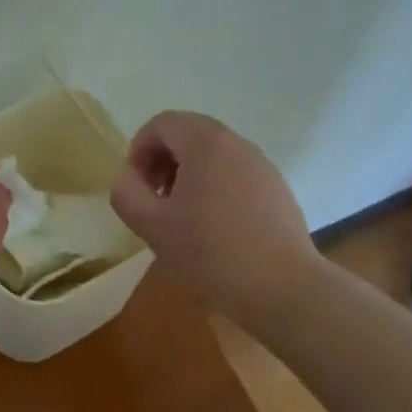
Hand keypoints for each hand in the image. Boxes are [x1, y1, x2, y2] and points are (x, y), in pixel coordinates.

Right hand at [111, 111, 321, 324]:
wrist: (284, 288)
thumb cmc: (212, 253)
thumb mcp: (152, 226)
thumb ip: (127, 193)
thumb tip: (129, 178)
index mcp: (204, 143)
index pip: (162, 123)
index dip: (139, 149)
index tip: (137, 186)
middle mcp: (235, 143)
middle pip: (187, 131)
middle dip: (163, 157)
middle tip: (156, 196)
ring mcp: (260, 163)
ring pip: (212, 150)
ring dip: (188, 170)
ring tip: (183, 213)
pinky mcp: (276, 186)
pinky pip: (234, 169)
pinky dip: (214, 182)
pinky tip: (215, 225)